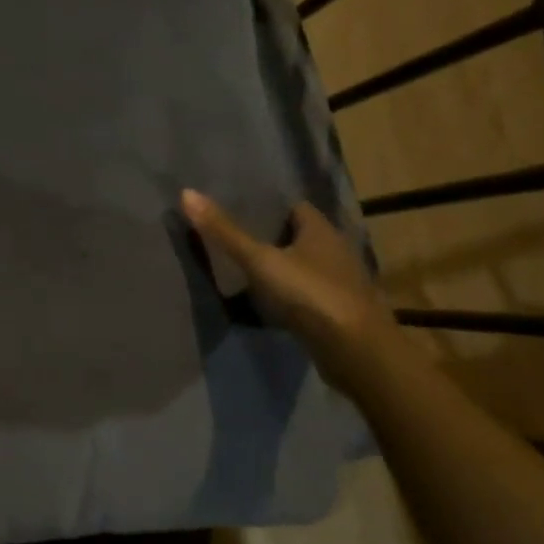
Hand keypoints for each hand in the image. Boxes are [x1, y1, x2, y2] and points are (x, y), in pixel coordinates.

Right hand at [180, 191, 396, 387]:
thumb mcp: (259, 261)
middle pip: (302, 237)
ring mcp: (343, 284)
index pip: (296, 208)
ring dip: (285, 269)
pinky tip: (272, 305)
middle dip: (275, 239)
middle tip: (238, 242)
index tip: (242, 213)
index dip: (271, 209)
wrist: (357, 351)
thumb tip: (187, 192)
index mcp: (321, 230)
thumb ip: (224, 232)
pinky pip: (312, 295)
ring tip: (249, 273)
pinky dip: (293, 297)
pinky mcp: (342, 312)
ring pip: (308, 267)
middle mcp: (337, 251)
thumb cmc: (309, 294)